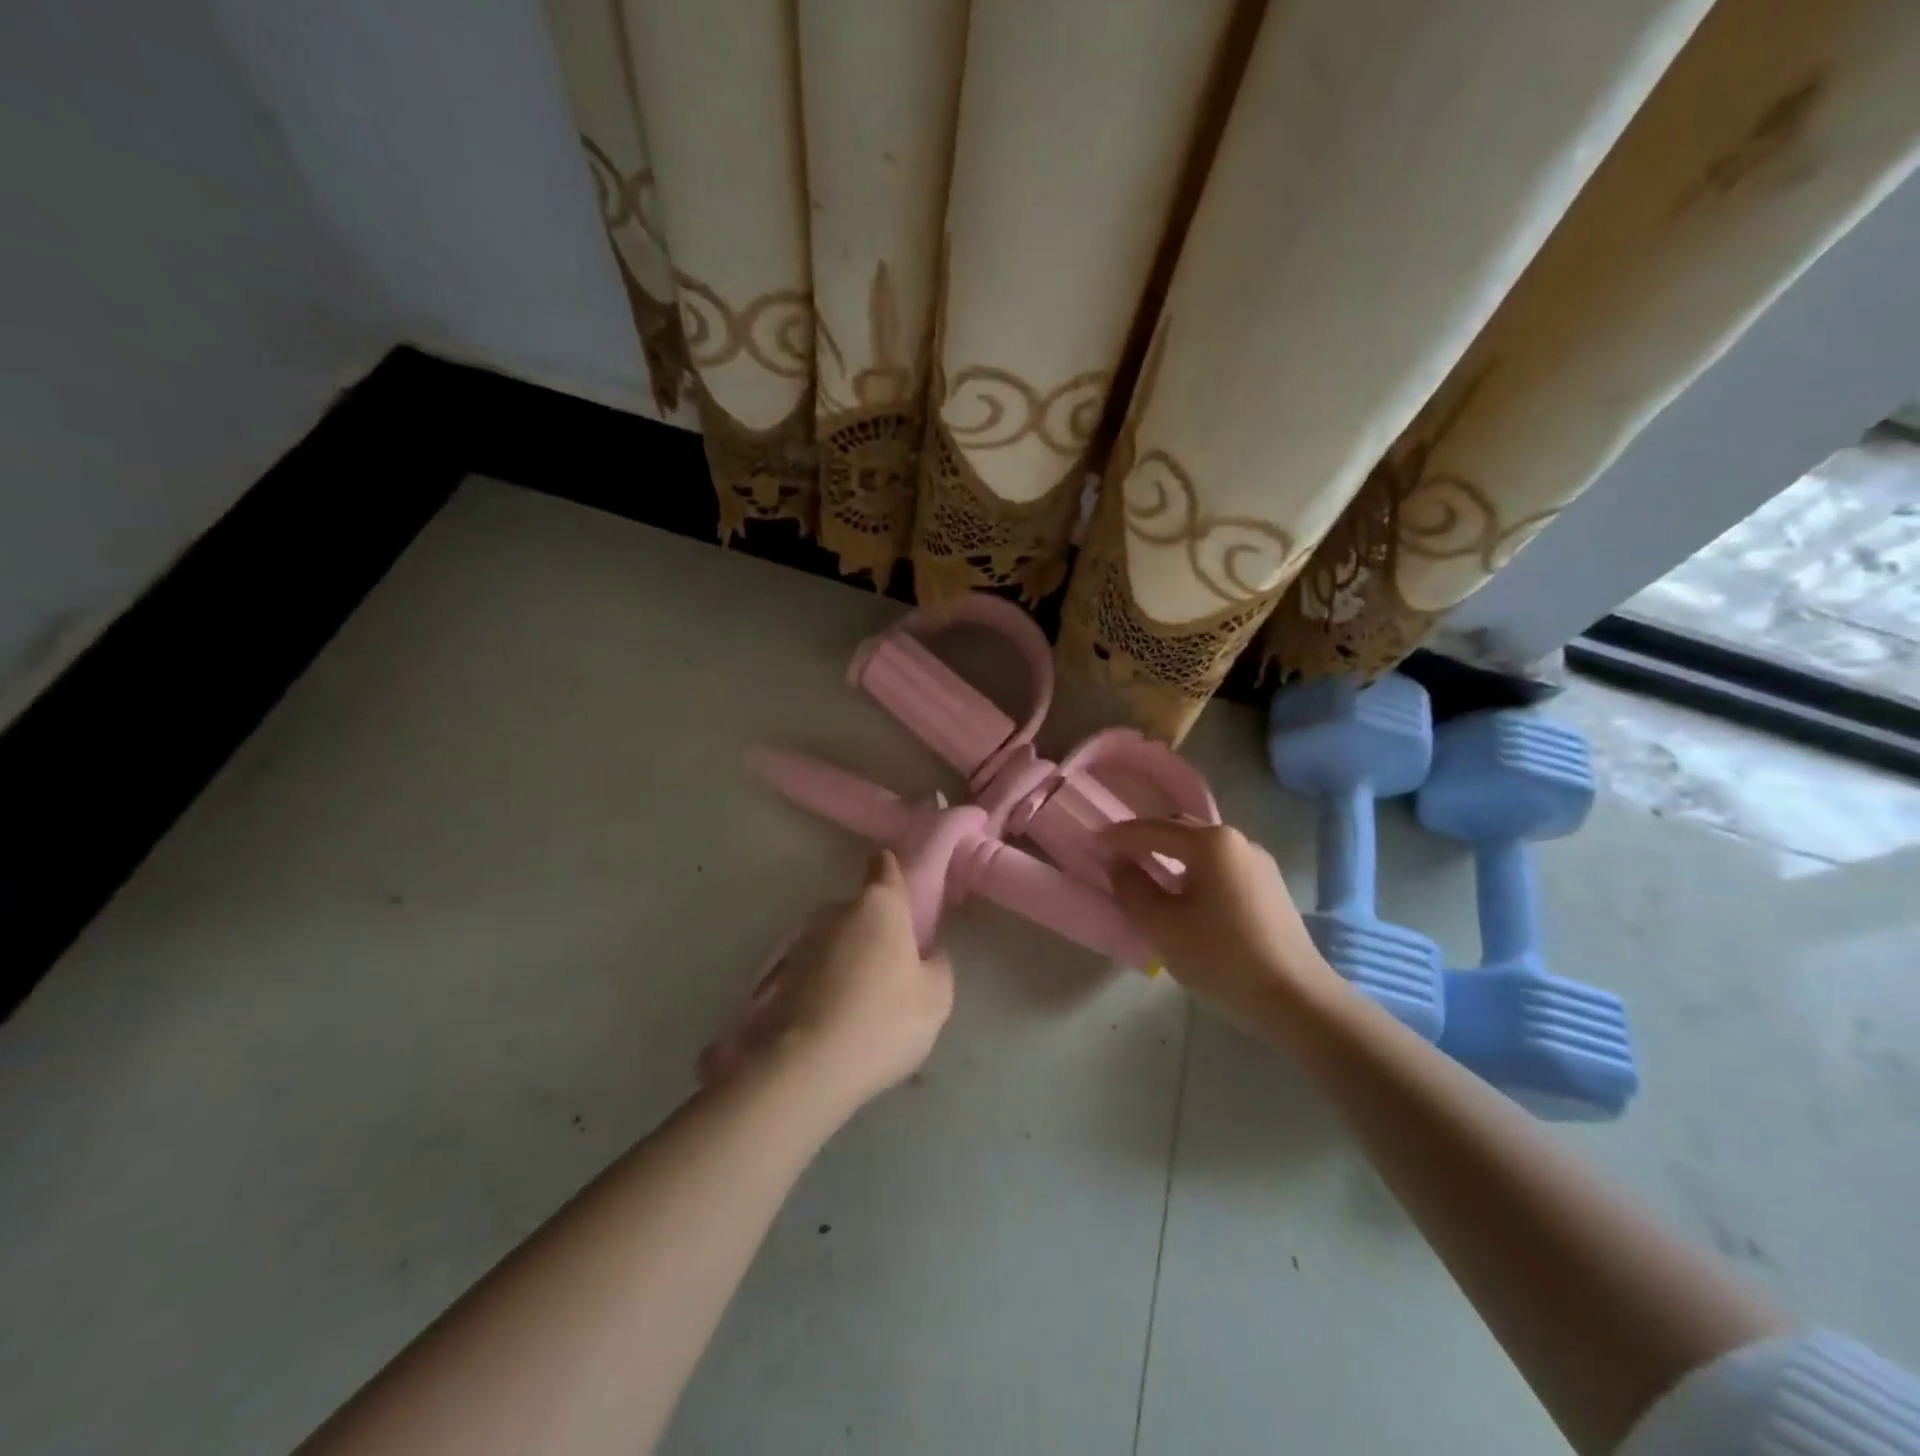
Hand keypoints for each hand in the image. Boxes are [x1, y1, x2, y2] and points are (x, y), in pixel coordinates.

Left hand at [700, 851, 953, 1115]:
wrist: (804, 1067)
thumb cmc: (882, 1021)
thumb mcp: (935, 1000)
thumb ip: (938, 966)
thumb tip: (929, 952)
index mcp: (879, 906)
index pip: (884, 867)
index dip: (892, 870)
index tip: (899, 886)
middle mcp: (836, 912)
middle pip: (859, 910)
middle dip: (872, 930)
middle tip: (888, 969)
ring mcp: (800, 941)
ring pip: (832, 941)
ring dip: (844, 959)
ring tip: (857, 1003)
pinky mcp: (775, 974)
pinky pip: (810, 970)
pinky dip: (821, 985)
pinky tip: (832, 1019)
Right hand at [1104, 819, 1339, 1018]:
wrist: (1297, 999)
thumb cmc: (1221, 958)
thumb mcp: (1162, 925)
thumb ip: (1132, 888)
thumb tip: (1121, 865)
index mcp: (1211, 843)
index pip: (1153, 829)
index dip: (1120, 835)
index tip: (1094, 841)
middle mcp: (1238, 842)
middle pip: (1181, 830)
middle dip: (1147, 838)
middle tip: (1118, 854)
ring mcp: (1259, 864)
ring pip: (1203, 848)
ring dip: (1172, 854)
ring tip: (1148, 872)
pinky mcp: (1270, 888)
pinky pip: (1222, 866)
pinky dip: (1195, 869)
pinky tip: (1185, 893)